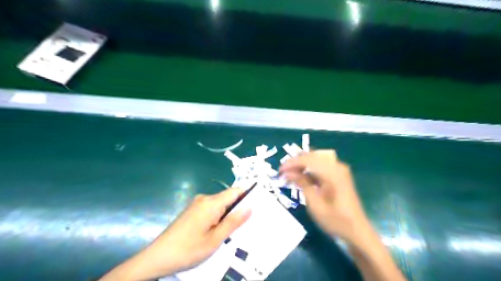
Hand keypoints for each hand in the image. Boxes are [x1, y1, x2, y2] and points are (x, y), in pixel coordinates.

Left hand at [99, 187, 249, 279]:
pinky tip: (220, 231)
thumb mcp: (215, 240)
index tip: (259, 205)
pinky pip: (211, 209)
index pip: (235, 191)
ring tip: (236, 230)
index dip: (248, 195)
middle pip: (228, 198)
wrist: (157, 257)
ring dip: (229, 214)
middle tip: (249, 223)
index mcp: (211, 203)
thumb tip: (250, 207)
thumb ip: (233, 222)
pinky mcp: (192, 210)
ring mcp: (197, 204)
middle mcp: (204, 199)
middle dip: (239, 208)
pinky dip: (219, 217)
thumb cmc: (188, 250)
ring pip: (220, 205)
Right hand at [280, 151, 369, 244]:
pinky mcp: (339, 174)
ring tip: (290, 175)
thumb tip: (288, 172)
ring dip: (302, 165)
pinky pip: (321, 165)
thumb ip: (302, 183)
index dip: (292, 163)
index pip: (308, 159)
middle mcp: (337, 166)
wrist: (357, 231)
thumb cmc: (335, 220)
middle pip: (312, 156)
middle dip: (296, 162)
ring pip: (316, 159)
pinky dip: (310, 169)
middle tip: (283, 172)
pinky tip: (302, 177)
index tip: (279, 170)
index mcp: (332, 173)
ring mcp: (339, 169)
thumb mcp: (315, 204)